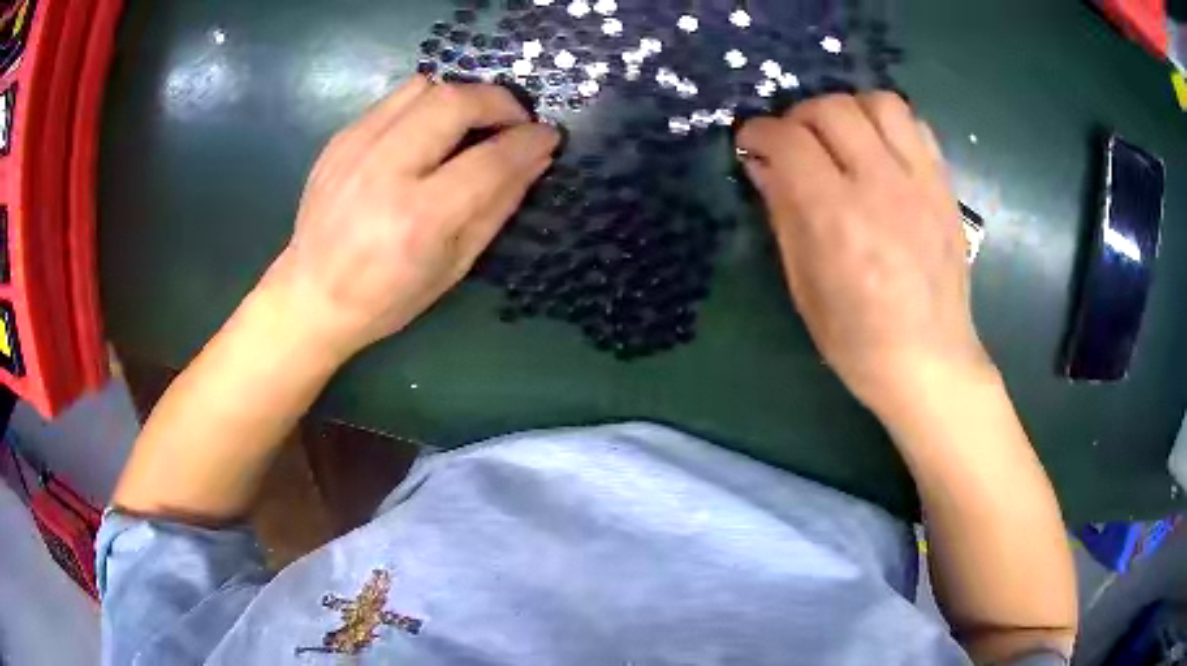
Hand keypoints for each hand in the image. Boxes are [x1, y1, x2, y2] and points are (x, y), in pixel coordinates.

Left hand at [263, 76, 559, 358]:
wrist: (311, 297)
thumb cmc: (387, 297)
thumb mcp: (454, 266)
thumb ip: (498, 206)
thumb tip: (535, 159)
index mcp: (418, 219)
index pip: (489, 159)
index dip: (529, 141)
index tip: (548, 135)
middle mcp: (385, 173)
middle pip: (455, 102)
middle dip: (499, 101)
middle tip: (514, 121)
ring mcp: (355, 149)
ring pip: (424, 88)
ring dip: (462, 96)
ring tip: (472, 122)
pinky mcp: (340, 140)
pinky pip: (394, 99)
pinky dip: (426, 104)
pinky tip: (430, 131)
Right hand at [736, 93, 994, 416]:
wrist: (930, 361)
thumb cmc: (857, 340)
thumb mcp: (803, 286)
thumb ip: (783, 214)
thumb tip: (762, 166)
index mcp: (837, 219)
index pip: (788, 141)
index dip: (758, 133)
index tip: (751, 144)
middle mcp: (881, 187)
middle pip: (832, 109)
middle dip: (799, 117)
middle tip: (795, 144)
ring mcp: (921, 182)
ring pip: (879, 103)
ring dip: (849, 110)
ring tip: (841, 138)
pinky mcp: (944, 187)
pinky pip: (916, 126)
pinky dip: (889, 125)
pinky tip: (880, 151)